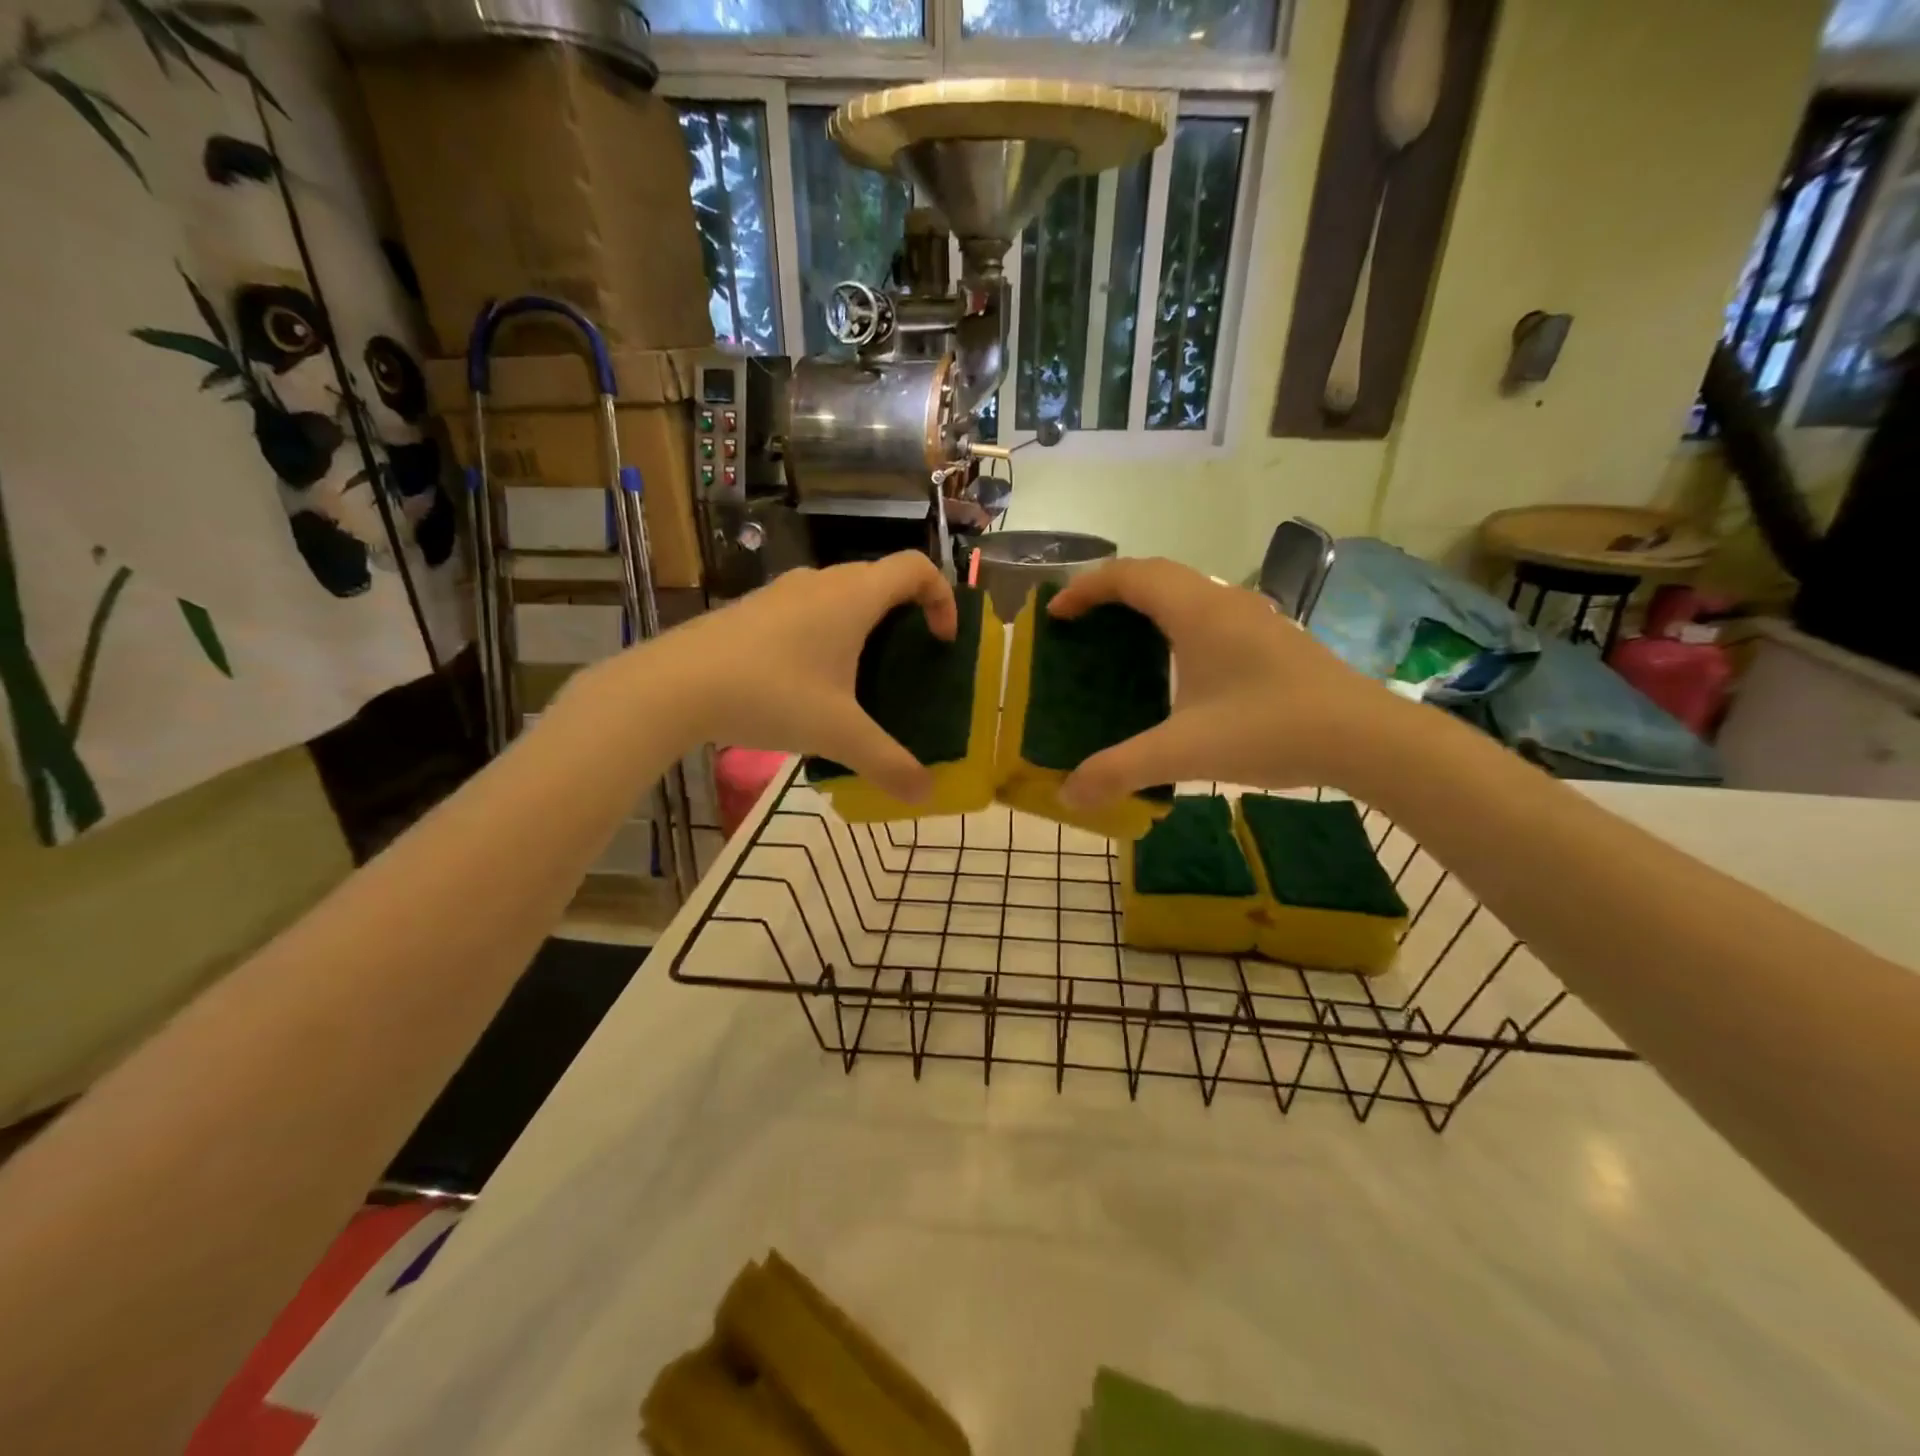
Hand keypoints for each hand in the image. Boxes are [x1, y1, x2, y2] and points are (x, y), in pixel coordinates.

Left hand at [640, 552, 954, 802]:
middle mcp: (821, 582)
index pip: (916, 567)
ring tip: (859, 675)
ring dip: (862, 624)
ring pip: (839, 594)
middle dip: (905, 615)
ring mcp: (781, 593)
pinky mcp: (752, 610)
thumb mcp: (838, 733)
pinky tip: (807, 682)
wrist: (675, 685)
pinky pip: (806, 609)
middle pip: (880, 580)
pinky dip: (825, 632)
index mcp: (853, 597)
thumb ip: (887, 763)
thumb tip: (926, 794)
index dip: (942, 597)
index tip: (941, 641)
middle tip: (907, 662)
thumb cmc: (771, 695)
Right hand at [1048, 557, 1396, 806]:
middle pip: (1155, 574)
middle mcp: (1222, 601)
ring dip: (1146, 603)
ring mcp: (1253, 617)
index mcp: (1196, 611)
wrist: (1368, 738)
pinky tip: (1176, 664)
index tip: (1056, 616)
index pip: (1129, 575)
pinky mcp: (1271, 638)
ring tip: (1119, 639)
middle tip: (1080, 624)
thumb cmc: (1271, 729)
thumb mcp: (1185, 752)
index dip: (1085, 588)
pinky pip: (1207, 611)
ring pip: (1186, 590)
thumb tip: (1068, 795)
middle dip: (1110, 591)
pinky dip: (1174, 621)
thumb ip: (1120, 770)